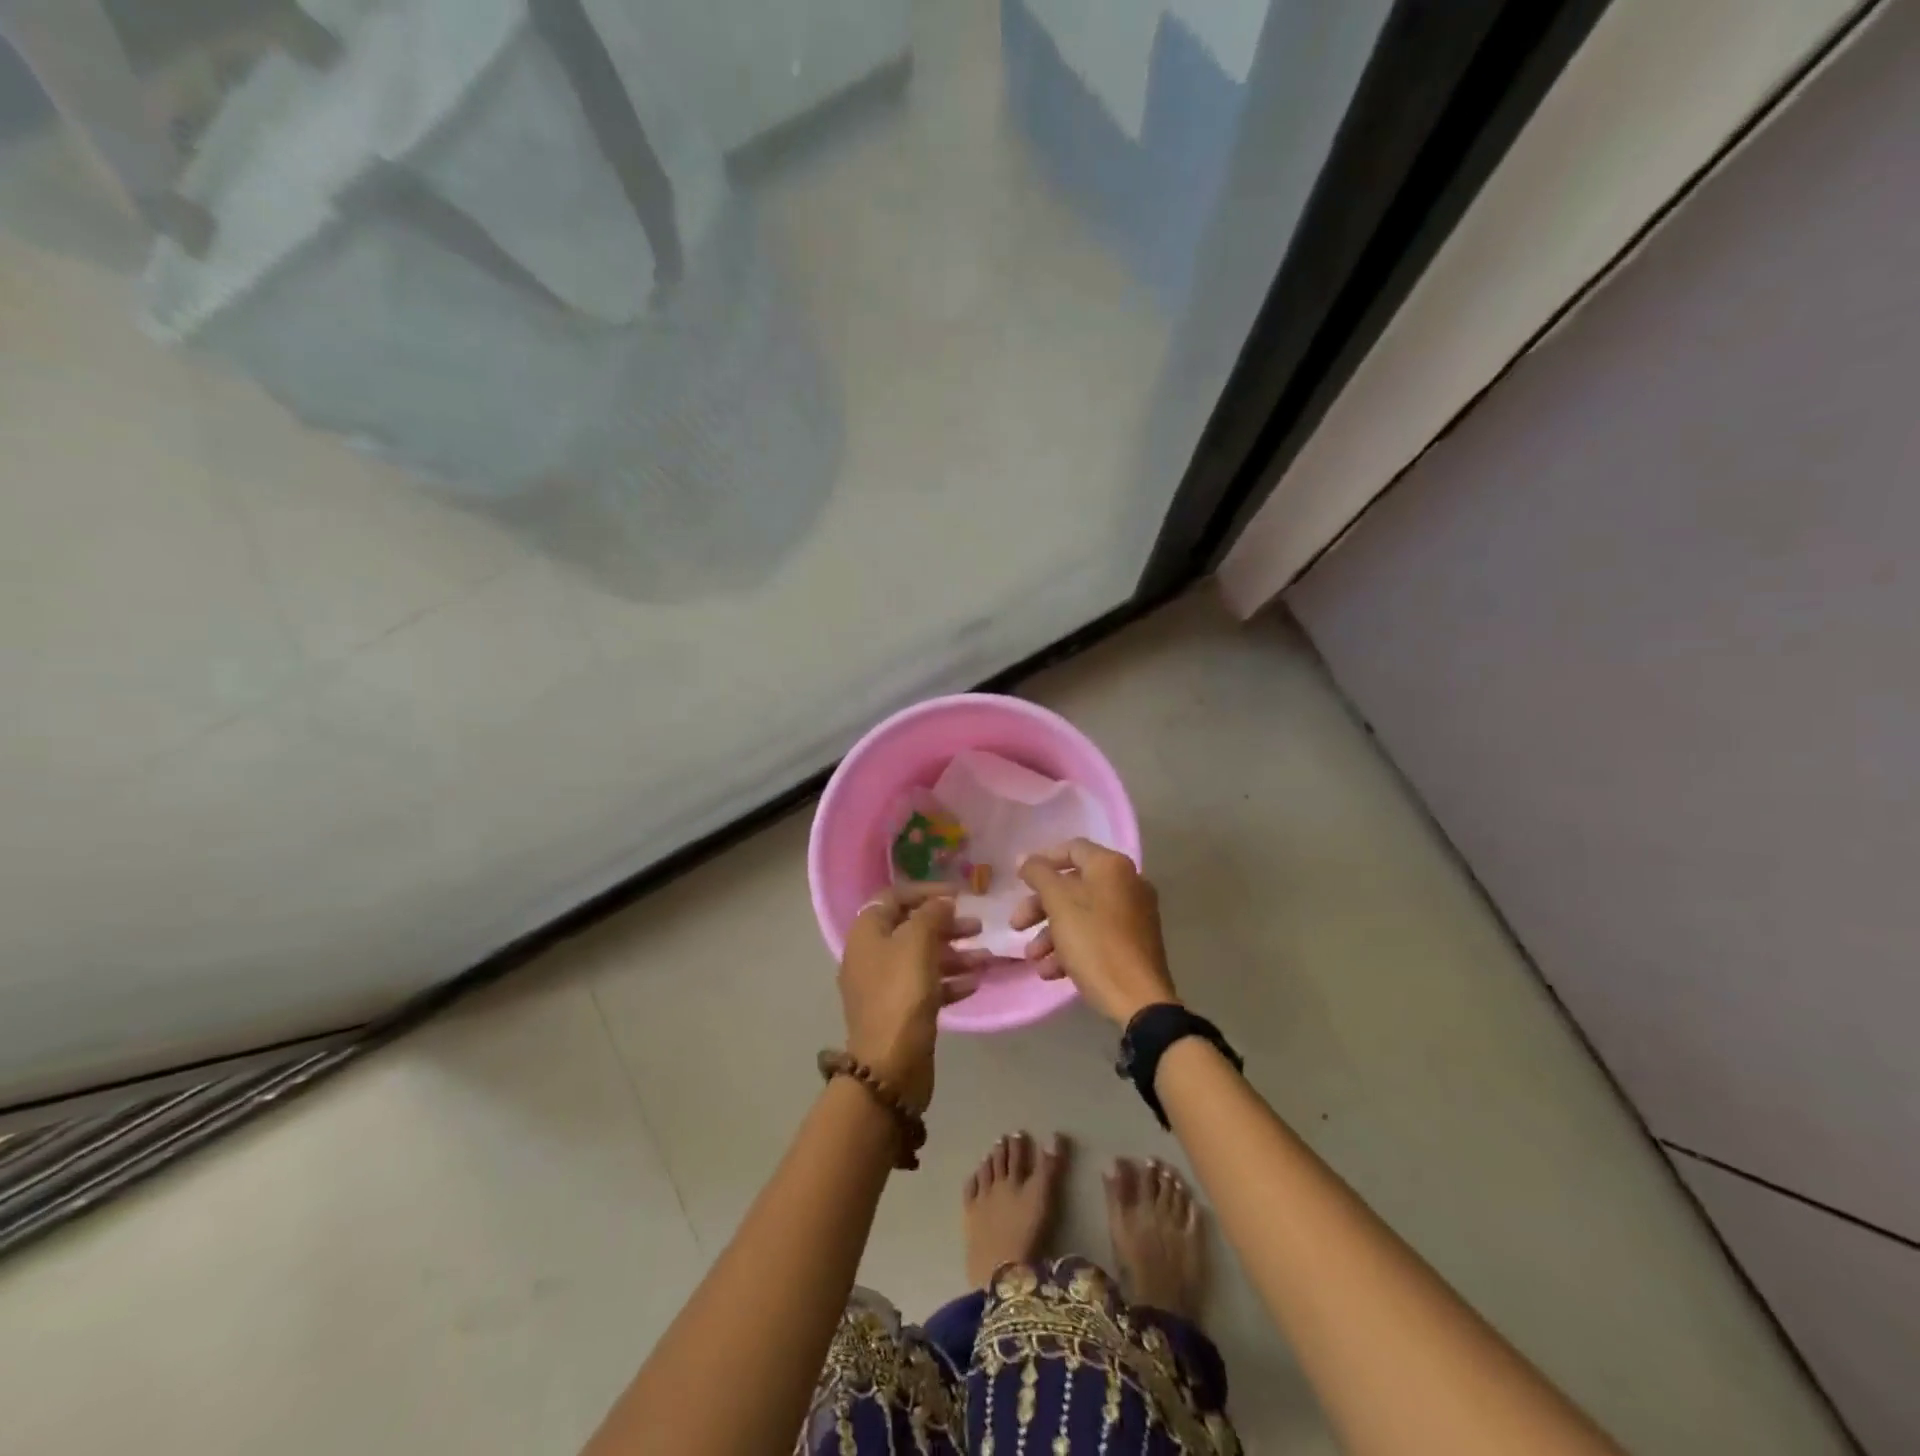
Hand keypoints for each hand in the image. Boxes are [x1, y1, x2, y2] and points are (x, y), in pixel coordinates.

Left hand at [839, 885, 986, 1112]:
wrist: (890, 1066)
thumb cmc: (901, 994)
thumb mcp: (917, 943)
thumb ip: (931, 914)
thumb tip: (942, 902)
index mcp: (867, 933)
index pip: (894, 897)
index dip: (926, 891)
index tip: (959, 894)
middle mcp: (872, 955)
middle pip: (911, 928)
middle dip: (946, 925)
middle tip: (978, 927)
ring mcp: (885, 986)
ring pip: (923, 959)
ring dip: (955, 954)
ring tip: (986, 958)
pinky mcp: (901, 1012)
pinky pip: (927, 987)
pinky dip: (950, 981)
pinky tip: (975, 983)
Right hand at [1013, 839, 1178, 1026]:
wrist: (1138, 999)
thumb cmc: (1094, 942)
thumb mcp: (1059, 903)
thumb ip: (1039, 875)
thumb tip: (1026, 859)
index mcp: (1112, 867)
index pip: (1072, 849)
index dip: (1042, 861)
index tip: (1019, 880)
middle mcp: (1127, 884)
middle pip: (1073, 885)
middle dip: (1039, 906)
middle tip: (1016, 925)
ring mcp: (1133, 915)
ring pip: (1081, 914)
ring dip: (1050, 933)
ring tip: (1032, 957)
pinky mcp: (1133, 943)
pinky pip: (1096, 935)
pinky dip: (1071, 947)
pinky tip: (1051, 972)